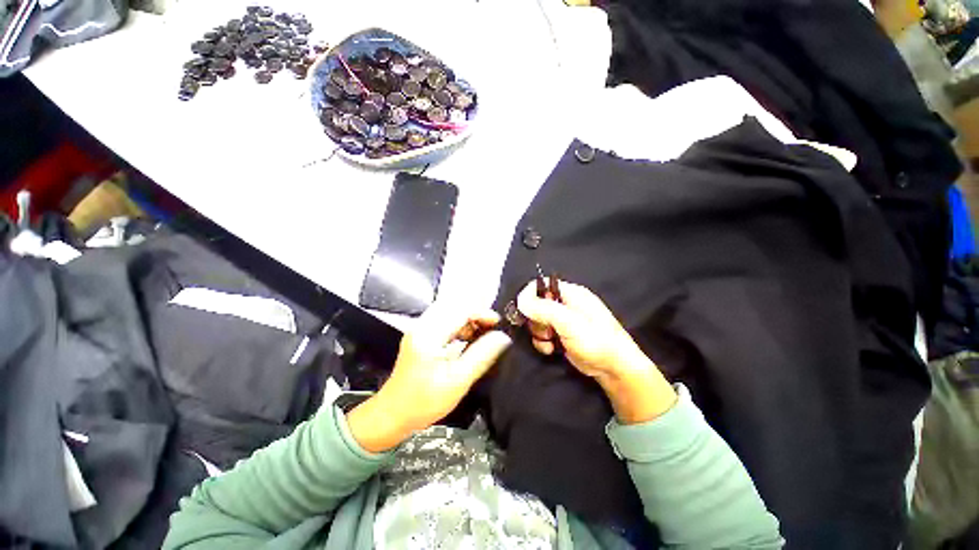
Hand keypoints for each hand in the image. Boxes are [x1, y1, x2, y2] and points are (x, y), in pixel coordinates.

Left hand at [346, 311, 511, 452]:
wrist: (392, 414)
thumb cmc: (423, 402)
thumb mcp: (458, 380)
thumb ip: (482, 355)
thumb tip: (502, 337)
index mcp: (429, 335)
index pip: (461, 310)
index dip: (482, 313)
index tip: (498, 324)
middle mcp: (422, 325)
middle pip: (455, 305)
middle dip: (476, 313)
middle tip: (491, 328)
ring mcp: (419, 329)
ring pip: (449, 311)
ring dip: (468, 318)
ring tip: (482, 333)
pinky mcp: (420, 334)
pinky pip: (444, 320)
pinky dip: (459, 324)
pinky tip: (467, 337)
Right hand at [517, 280, 676, 423]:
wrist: (614, 369)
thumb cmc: (596, 341)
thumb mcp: (569, 323)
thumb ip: (544, 310)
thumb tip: (520, 300)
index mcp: (570, 293)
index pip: (541, 285)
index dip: (530, 296)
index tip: (524, 312)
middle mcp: (565, 304)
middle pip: (536, 304)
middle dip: (535, 319)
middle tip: (545, 330)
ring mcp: (563, 321)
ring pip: (537, 321)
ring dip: (539, 333)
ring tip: (550, 341)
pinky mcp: (561, 335)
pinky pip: (542, 334)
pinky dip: (542, 342)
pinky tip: (551, 349)